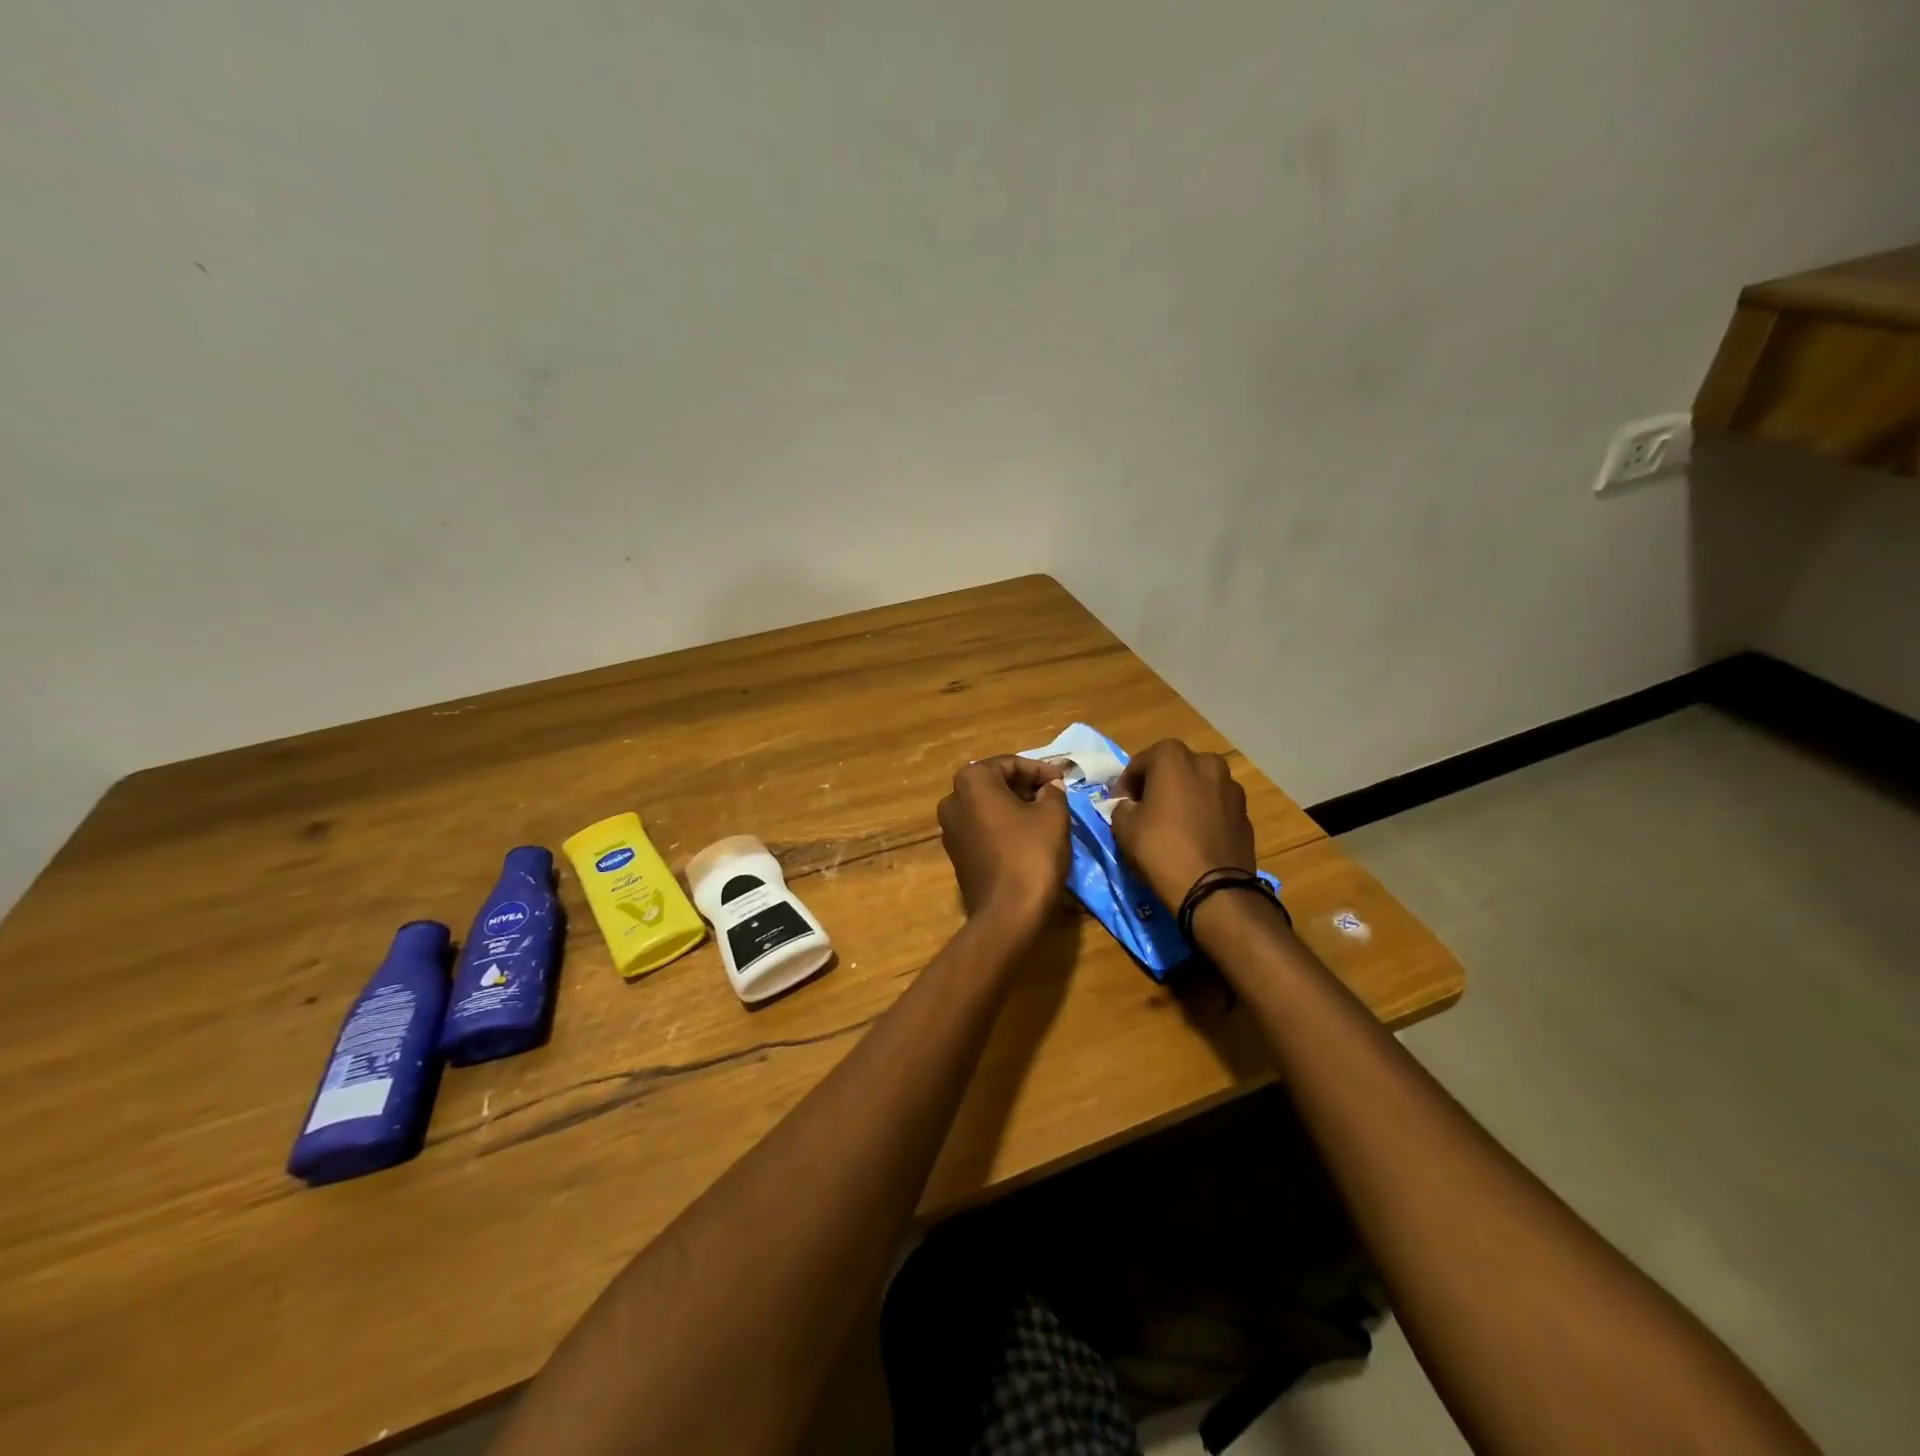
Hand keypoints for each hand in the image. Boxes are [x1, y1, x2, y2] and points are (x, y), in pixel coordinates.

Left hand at [937, 756, 1070, 927]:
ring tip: (1045, 815)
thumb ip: (1052, 792)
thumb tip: (1050, 787)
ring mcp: (950, 829)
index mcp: (972, 781)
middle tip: (1054, 795)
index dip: (1040, 769)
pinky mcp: (956, 854)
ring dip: (1014, 806)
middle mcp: (952, 799)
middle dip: (1025, 787)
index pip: (1010, 764)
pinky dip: (1003, 826)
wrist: (1008, 913)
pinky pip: (982, 829)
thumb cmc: (1032, 854)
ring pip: (987, 807)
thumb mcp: (1053, 815)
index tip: (1062, 779)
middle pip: (994, 783)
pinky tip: (1027, 837)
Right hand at [1108, 740, 1254, 909]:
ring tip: (1172, 825)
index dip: (1125, 785)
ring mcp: (1231, 788)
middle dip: (1158, 785)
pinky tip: (1194, 838)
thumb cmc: (1161, 848)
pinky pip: (1216, 807)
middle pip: (1174, 769)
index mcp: (1174, 757)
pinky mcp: (1245, 814)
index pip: (1139, 763)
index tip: (1120, 806)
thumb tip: (1131, 807)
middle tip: (1145, 810)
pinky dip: (1203, 815)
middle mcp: (1207, 763)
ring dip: (1184, 798)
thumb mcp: (1123, 827)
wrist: (1214, 889)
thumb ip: (1122, 807)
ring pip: (1198, 786)